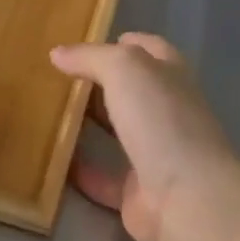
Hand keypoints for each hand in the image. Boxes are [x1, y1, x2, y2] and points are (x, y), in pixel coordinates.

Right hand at [50, 33, 239, 240]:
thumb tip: (58, 53)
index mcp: (170, 76)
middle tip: (59, 77)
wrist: (188, 198)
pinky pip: (104, 178)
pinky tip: (54, 162)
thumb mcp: (124, 69)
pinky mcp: (139, 192)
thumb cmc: (161, 119)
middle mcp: (167, 111)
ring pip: (118, 133)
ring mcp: (156, 153)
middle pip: (131, 91)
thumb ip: (91, 57)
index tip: (85, 43)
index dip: (122, 42)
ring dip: (90, 125)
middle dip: (100, 83)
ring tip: (51, 113)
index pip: (149, 49)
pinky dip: (82, 171)